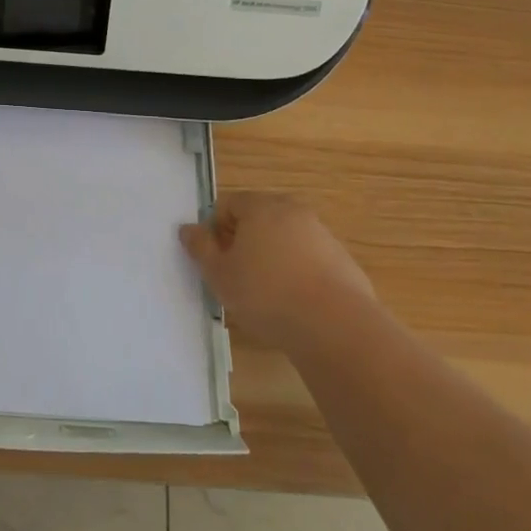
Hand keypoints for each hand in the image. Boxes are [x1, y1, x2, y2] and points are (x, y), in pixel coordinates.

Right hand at [179, 192, 373, 351]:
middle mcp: (292, 211)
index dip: (215, 230)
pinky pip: (309, 259)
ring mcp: (321, 234)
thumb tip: (188, 229)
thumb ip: (200, 248)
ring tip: (266, 294)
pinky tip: (295, 304)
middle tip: (237, 275)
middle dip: (244, 241)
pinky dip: (298, 273)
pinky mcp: (342, 261)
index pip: (228, 204)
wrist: (335, 326)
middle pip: (258, 218)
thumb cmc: (266, 294)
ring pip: (285, 239)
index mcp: (261, 206)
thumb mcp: (220, 274)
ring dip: (272, 257)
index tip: (216, 260)